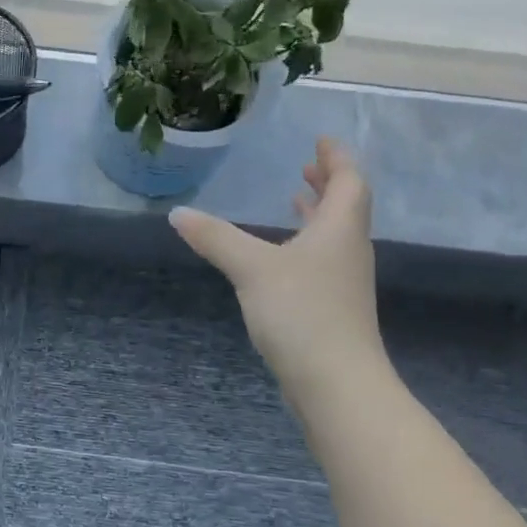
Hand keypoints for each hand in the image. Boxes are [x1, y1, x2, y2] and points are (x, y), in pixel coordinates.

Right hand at [169, 138, 384, 413]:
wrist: (337, 386)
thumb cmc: (302, 313)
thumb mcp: (251, 268)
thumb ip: (215, 237)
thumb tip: (177, 214)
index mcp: (339, 231)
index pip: (349, 182)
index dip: (338, 158)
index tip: (322, 140)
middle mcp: (348, 251)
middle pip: (346, 207)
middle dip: (327, 184)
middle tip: (307, 167)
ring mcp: (343, 283)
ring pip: (334, 236)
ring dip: (316, 214)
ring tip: (294, 201)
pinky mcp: (333, 310)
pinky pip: (322, 261)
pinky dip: (305, 244)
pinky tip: (281, 257)